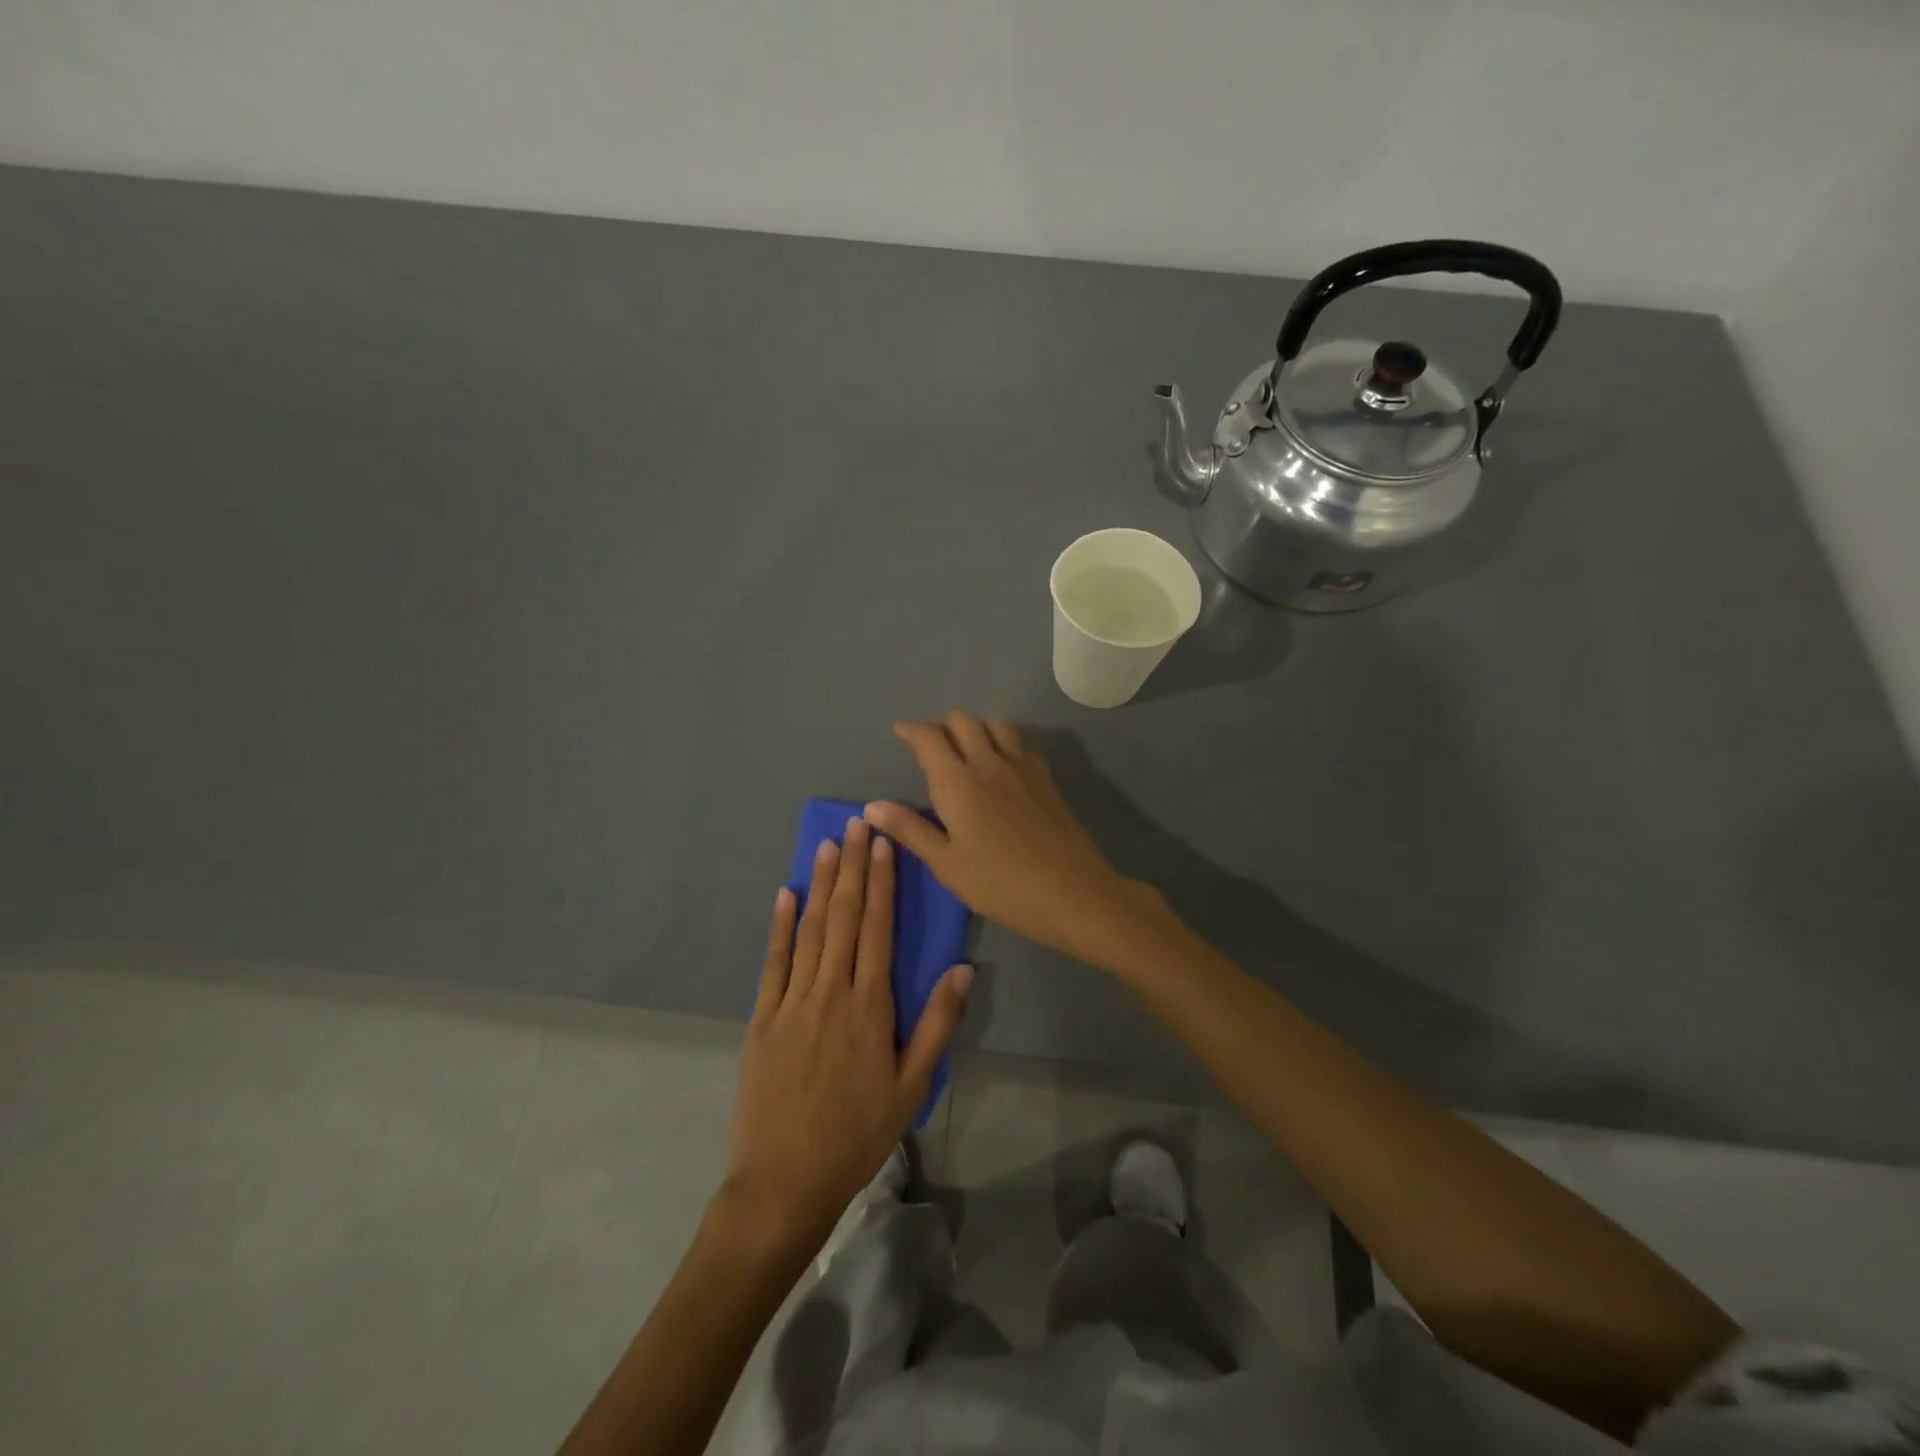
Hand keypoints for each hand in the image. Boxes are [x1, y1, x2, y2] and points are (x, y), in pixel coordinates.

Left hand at [723, 818, 970, 1253]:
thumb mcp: (912, 1086)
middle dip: (853, 867)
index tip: (885, 844)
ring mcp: (791, 1001)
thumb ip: (938, 1024)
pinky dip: (779, 925)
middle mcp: (830, 991)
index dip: (882, 882)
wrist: (784, 1181)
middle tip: (859, 825)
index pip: (878, 928)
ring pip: (810, 930)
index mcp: (870, 1006)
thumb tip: (962, 968)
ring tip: (828, 844)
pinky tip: (784, 894)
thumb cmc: (857, 1134)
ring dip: (820, 884)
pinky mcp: (762, 1017)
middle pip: (844, 917)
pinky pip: (772, 961)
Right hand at [864, 712, 1164, 966]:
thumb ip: (910, 829)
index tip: (900, 730)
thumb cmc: (1000, 884)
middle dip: (942, 725)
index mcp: (958, 781)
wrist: (1072, 892)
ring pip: (995, 725)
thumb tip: (871, 806)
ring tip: (965, 747)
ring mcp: (1022, 767)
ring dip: (975, 727)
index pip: (930, 738)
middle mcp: (989, 762)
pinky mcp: (1046, 778)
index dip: (912, 730)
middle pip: (963, 722)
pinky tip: (1001, 763)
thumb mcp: (947, 864)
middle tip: (930, 744)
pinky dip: (1002, 740)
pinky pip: (1019, 743)